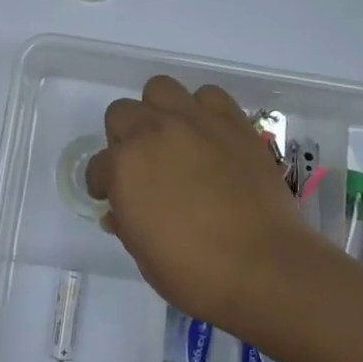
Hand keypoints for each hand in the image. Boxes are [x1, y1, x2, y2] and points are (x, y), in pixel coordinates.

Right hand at [85, 75, 318, 329]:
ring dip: (159, 111)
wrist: (265, 268)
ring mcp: (195, 122)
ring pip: (160, 89)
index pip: (97, 165)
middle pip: (122, 113)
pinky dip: (203, 110)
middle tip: (140, 164)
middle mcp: (154, 132)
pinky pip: (209, 96)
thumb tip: (119, 212)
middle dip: (123, 138)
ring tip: (171, 138)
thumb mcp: (144, 256)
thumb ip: (126, 223)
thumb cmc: (196, 273)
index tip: (111, 197)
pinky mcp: (232, 122)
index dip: (102, 183)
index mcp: (124, 167)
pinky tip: (208, 135)